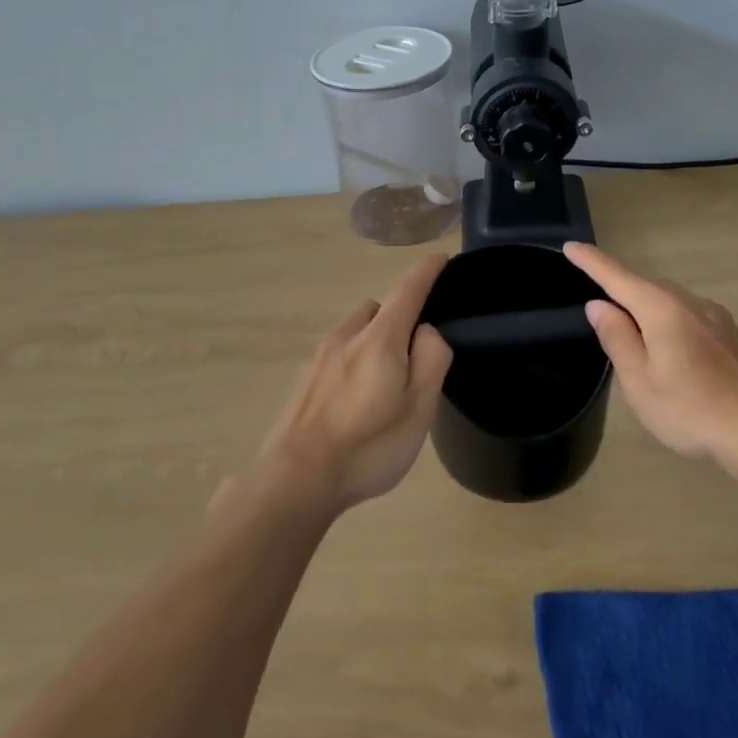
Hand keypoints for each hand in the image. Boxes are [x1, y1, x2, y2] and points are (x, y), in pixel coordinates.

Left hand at [255, 256, 454, 513]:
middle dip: (398, 315)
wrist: (297, 479)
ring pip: (354, 330)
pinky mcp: (304, 380)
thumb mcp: (419, 408)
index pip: (407, 291)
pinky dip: (354, 358)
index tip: (440, 259)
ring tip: (385, 378)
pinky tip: (356, 397)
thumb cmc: (369, 445)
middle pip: (378, 309)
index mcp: (379, 339)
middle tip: (415, 350)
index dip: (426, 273)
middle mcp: (346, 337)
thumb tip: (426, 331)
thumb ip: (431, 360)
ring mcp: (320, 358)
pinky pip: (338, 353)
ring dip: (373, 338)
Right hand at [565, 241, 737, 464]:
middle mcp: (691, 304)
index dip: (592, 262)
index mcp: (662, 310)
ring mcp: (717, 319)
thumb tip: (600, 305)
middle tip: (601, 314)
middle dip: (622, 291)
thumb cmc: (691, 410)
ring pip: (671, 303)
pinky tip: (673, 353)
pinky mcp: (732, 337)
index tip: (571, 246)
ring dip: (648, 310)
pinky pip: (691, 317)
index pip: (618, 277)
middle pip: (647, 287)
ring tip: (636, 341)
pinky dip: (670, 323)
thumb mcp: (640, 381)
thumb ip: (617, 338)